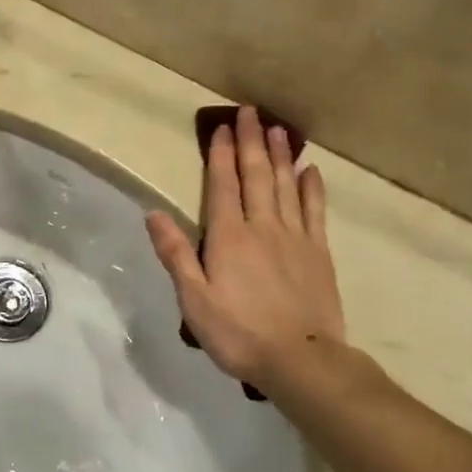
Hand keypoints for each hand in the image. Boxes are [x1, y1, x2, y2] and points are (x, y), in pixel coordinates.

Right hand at [146, 106, 344, 387]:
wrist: (300, 359)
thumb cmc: (238, 333)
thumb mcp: (194, 300)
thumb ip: (175, 254)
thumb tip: (153, 213)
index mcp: (228, 237)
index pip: (223, 185)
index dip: (221, 154)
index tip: (223, 127)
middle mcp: (262, 226)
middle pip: (257, 175)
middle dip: (252, 142)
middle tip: (251, 112)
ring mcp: (295, 237)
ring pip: (287, 186)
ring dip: (281, 155)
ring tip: (279, 129)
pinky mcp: (318, 253)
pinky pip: (315, 211)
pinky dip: (312, 188)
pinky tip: (311, 171)